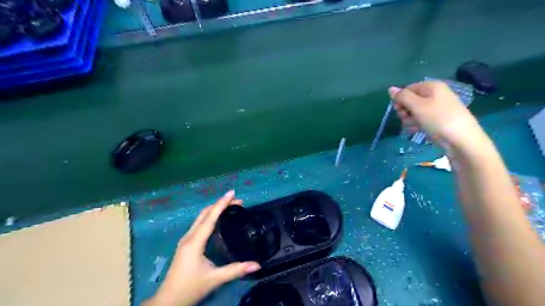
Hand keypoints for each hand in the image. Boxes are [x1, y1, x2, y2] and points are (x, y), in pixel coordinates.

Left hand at [142, 191, 261, 304]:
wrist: (168, 301)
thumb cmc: (190, 288)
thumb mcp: (215, 279)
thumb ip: (236, 270)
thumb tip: (258, 265)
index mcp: (195, 242)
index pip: (210, 217)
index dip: (222, 204)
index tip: (232, 193)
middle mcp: (189, 236)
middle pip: (205, 213)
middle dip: (220, 204)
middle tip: (237, 201)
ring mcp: (186, 239)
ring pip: (201, 217)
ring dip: (215, 209)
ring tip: (231, 206)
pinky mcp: (186, 243)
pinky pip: (199, 223)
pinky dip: (210, 216)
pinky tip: (218, 219)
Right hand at [390, 80, 487, 152]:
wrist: (461, 139)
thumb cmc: (438, 119)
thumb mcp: (417, 106)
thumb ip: (402, 96)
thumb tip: (390, 88)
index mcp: (432, 86)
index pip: (408, 89)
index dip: (400, 99)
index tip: (398, 110)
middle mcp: (435, 94)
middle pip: (411, 100)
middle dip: (404, 110)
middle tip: (405, 118)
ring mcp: (437, 107)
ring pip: (415, 111)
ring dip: (409, 119)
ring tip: (412, 126)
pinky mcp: (438, 119)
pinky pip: (422, 118)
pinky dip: (416, 124)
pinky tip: (415, 130)